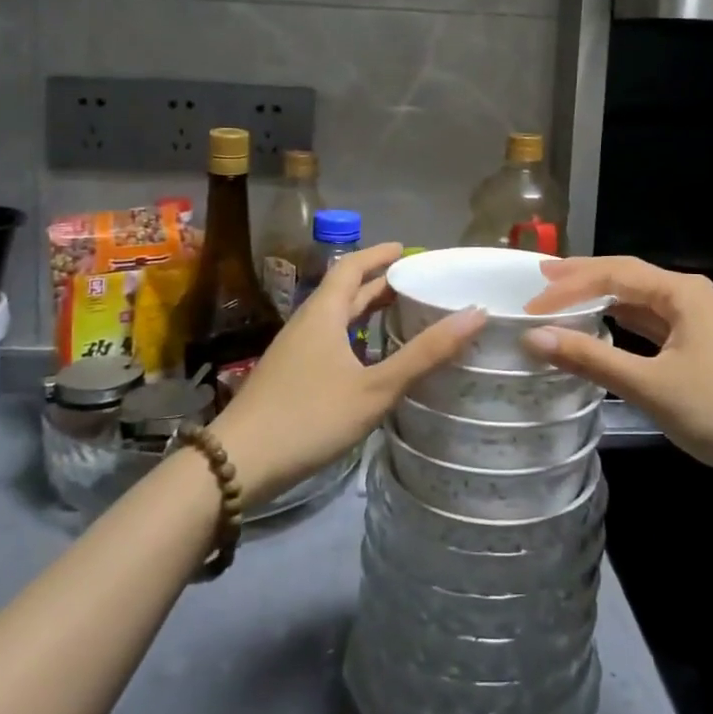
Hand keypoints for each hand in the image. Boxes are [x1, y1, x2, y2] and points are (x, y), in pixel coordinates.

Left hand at [210, 242, 483, 505]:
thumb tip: (475, 313)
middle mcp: (306, 323)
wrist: (237, 464)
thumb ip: (424, 353)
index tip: (408, 249)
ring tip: (400, 315)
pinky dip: (353, 336)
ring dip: (365, 310)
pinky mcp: (288, 376)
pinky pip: (327, 340)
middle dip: (378, 282)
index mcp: (323, 313)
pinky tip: (367, 359)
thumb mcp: (375, 387)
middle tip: (416, 282)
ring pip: (335, 318)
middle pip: (344, 291)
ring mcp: (293, 351)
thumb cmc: (310, 416)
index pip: (351, 266)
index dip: (379, 254)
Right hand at [523, 256, 712, 492]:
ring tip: (560, 296)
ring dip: (600, 300)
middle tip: (538, 278)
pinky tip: (601, 328)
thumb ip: (591, 358)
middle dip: (582, 278)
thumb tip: (534, 337)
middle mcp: (689, 296)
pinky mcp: (699, 348)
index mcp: (681, 292)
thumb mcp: (651, 386)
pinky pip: (650, 325)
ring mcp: (697, 322)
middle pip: (626, 278)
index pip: (613, 274)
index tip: (530, 306)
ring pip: (638, 301)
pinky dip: (620, 325)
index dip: (568, 286)